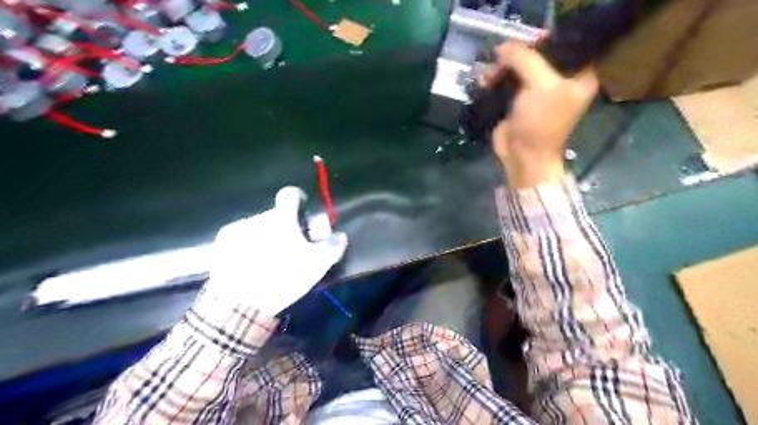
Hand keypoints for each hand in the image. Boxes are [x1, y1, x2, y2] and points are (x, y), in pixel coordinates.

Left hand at [206, 185, 348, 315]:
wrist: (238, 303)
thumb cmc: (282, 278)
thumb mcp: (316, 265)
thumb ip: (332, 247)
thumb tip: (340, 236)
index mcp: (281, 218)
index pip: (290, 194)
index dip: (298, 200)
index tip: (302, 215)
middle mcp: (257, 217)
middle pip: (275, 215)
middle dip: (283, 226)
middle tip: (288, 248)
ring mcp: (236, 229)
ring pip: (257, 226)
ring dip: (264, 236)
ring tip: (267, 260)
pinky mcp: (220, 244)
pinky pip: (239, 238)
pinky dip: (246, 245)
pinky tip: (249, 264)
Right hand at [486, 40, 597, 187]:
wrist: (523, 155)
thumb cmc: (540, 122)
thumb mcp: (540, 85)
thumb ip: (524, 59)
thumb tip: (502, 47)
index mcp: (578, 76)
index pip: (562, 46)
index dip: (541, 43)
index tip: (521, 47)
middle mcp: (560, 81)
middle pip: (538, 56)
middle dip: (517, 56)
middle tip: (501, 61)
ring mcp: (538, 91)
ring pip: (520, 68)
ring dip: (503, 68)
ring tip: (490, 75)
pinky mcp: (519, 101)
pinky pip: (508, 81)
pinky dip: (497, 79)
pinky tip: (487, 81)